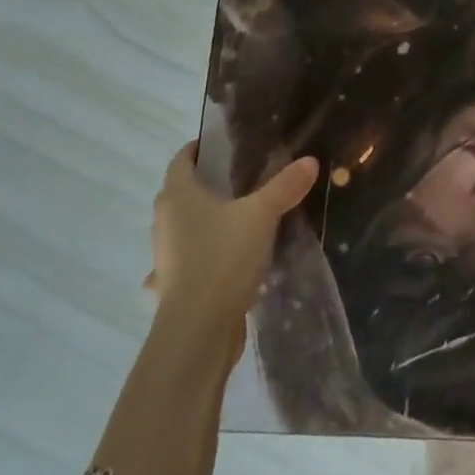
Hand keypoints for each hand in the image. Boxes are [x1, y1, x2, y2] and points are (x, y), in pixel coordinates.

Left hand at [146, 143, 318, 336]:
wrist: (199, 329)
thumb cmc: (223, 258)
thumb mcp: (262, 215)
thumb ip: (285, 186)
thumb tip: (309, 161)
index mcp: (178, 196)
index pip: (182, 159)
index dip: (199, 148)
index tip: (225, 145)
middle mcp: (165, 221)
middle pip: (182, 192)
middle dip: (208, 184)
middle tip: (244, 179)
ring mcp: (166, 255)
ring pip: (185, 227)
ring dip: (206, 221)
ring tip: (242, 218)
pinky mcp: (174, 284)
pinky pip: (189, 260)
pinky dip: (204, 256)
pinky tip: (227, 261)